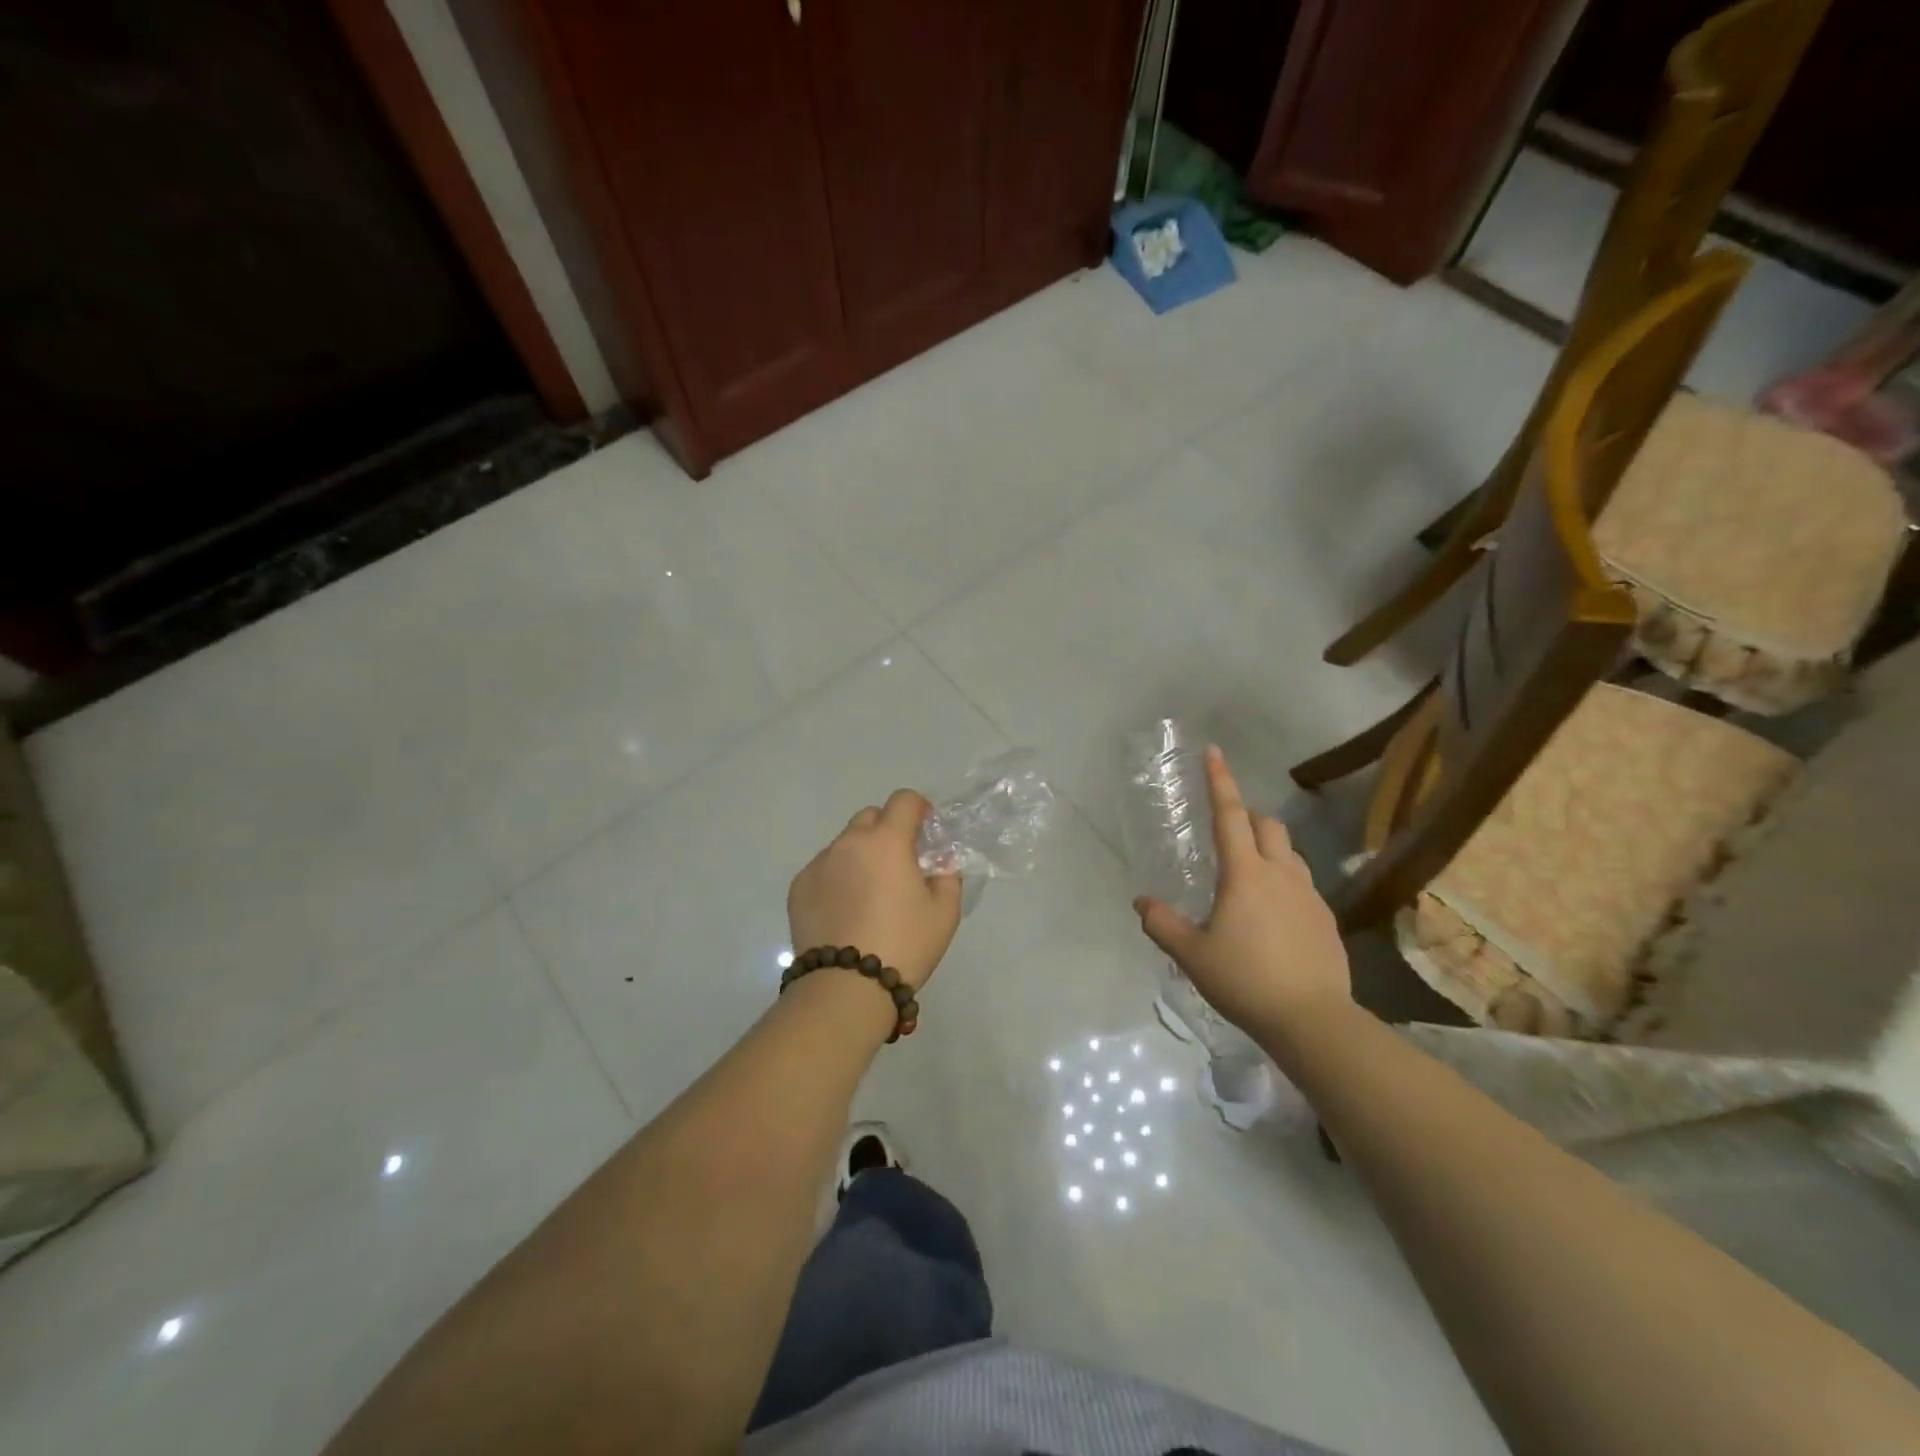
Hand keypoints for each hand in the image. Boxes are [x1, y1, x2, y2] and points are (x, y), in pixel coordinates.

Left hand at [788, 790, 962, 990]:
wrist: (846, 988)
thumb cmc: (904, 946)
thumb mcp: (944, 913)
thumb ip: (948, 876)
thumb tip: (939, 862)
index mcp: (887, 841)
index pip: (904, 800)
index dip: (919, 809)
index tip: (925, 832)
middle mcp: (849, 842)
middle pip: (870, 817)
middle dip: (887, 830)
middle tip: (898, 863)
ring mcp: (819, 864)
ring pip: (844, 843)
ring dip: (860, 854)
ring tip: (868, 893)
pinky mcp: (798, 887)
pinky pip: (824, 868)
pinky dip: (837, 877)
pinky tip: (845, 910)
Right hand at [1133, 746, 1350, 1035]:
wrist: (1313, 1020)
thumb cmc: (1245, 980)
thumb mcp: (1192, 955)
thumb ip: (1163, 924)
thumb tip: (1142, 903)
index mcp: (1244, 874)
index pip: (1230, 815)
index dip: (1220, 781)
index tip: (1214, 752)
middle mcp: (1280, 873)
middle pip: (1268, 825)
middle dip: (1247, 817)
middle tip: (1227, 833)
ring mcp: (1309, 894)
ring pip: (1288, 852)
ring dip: (1268, 848)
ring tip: (1248, 875)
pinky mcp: (1326, 918)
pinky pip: (1302, 882)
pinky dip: (1284, 881)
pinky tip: (1273, 914)